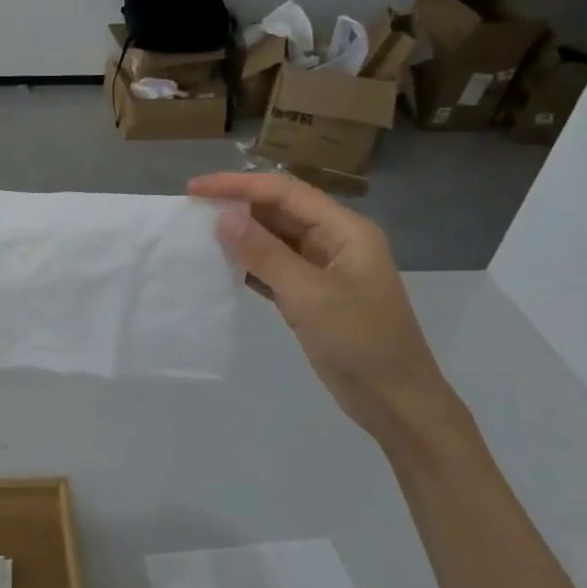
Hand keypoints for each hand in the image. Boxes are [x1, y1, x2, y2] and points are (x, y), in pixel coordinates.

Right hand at [189, 172, 464, 454]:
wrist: (396, 402)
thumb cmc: (361, 342)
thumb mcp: (309, 295)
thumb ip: (264, 253)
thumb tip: (222, 217)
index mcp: (345, 230)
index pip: (285, 192)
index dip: (238, 185)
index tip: (195, 188)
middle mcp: (335, 241)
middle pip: (279, 211)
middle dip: (236, 206)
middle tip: (191, 208)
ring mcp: (324, 269)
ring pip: (274, 239)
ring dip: (239, 235)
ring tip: (198, 232)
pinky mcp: (312, 295)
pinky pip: (273, 267)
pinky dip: (247, 264)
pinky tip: (219, 265)